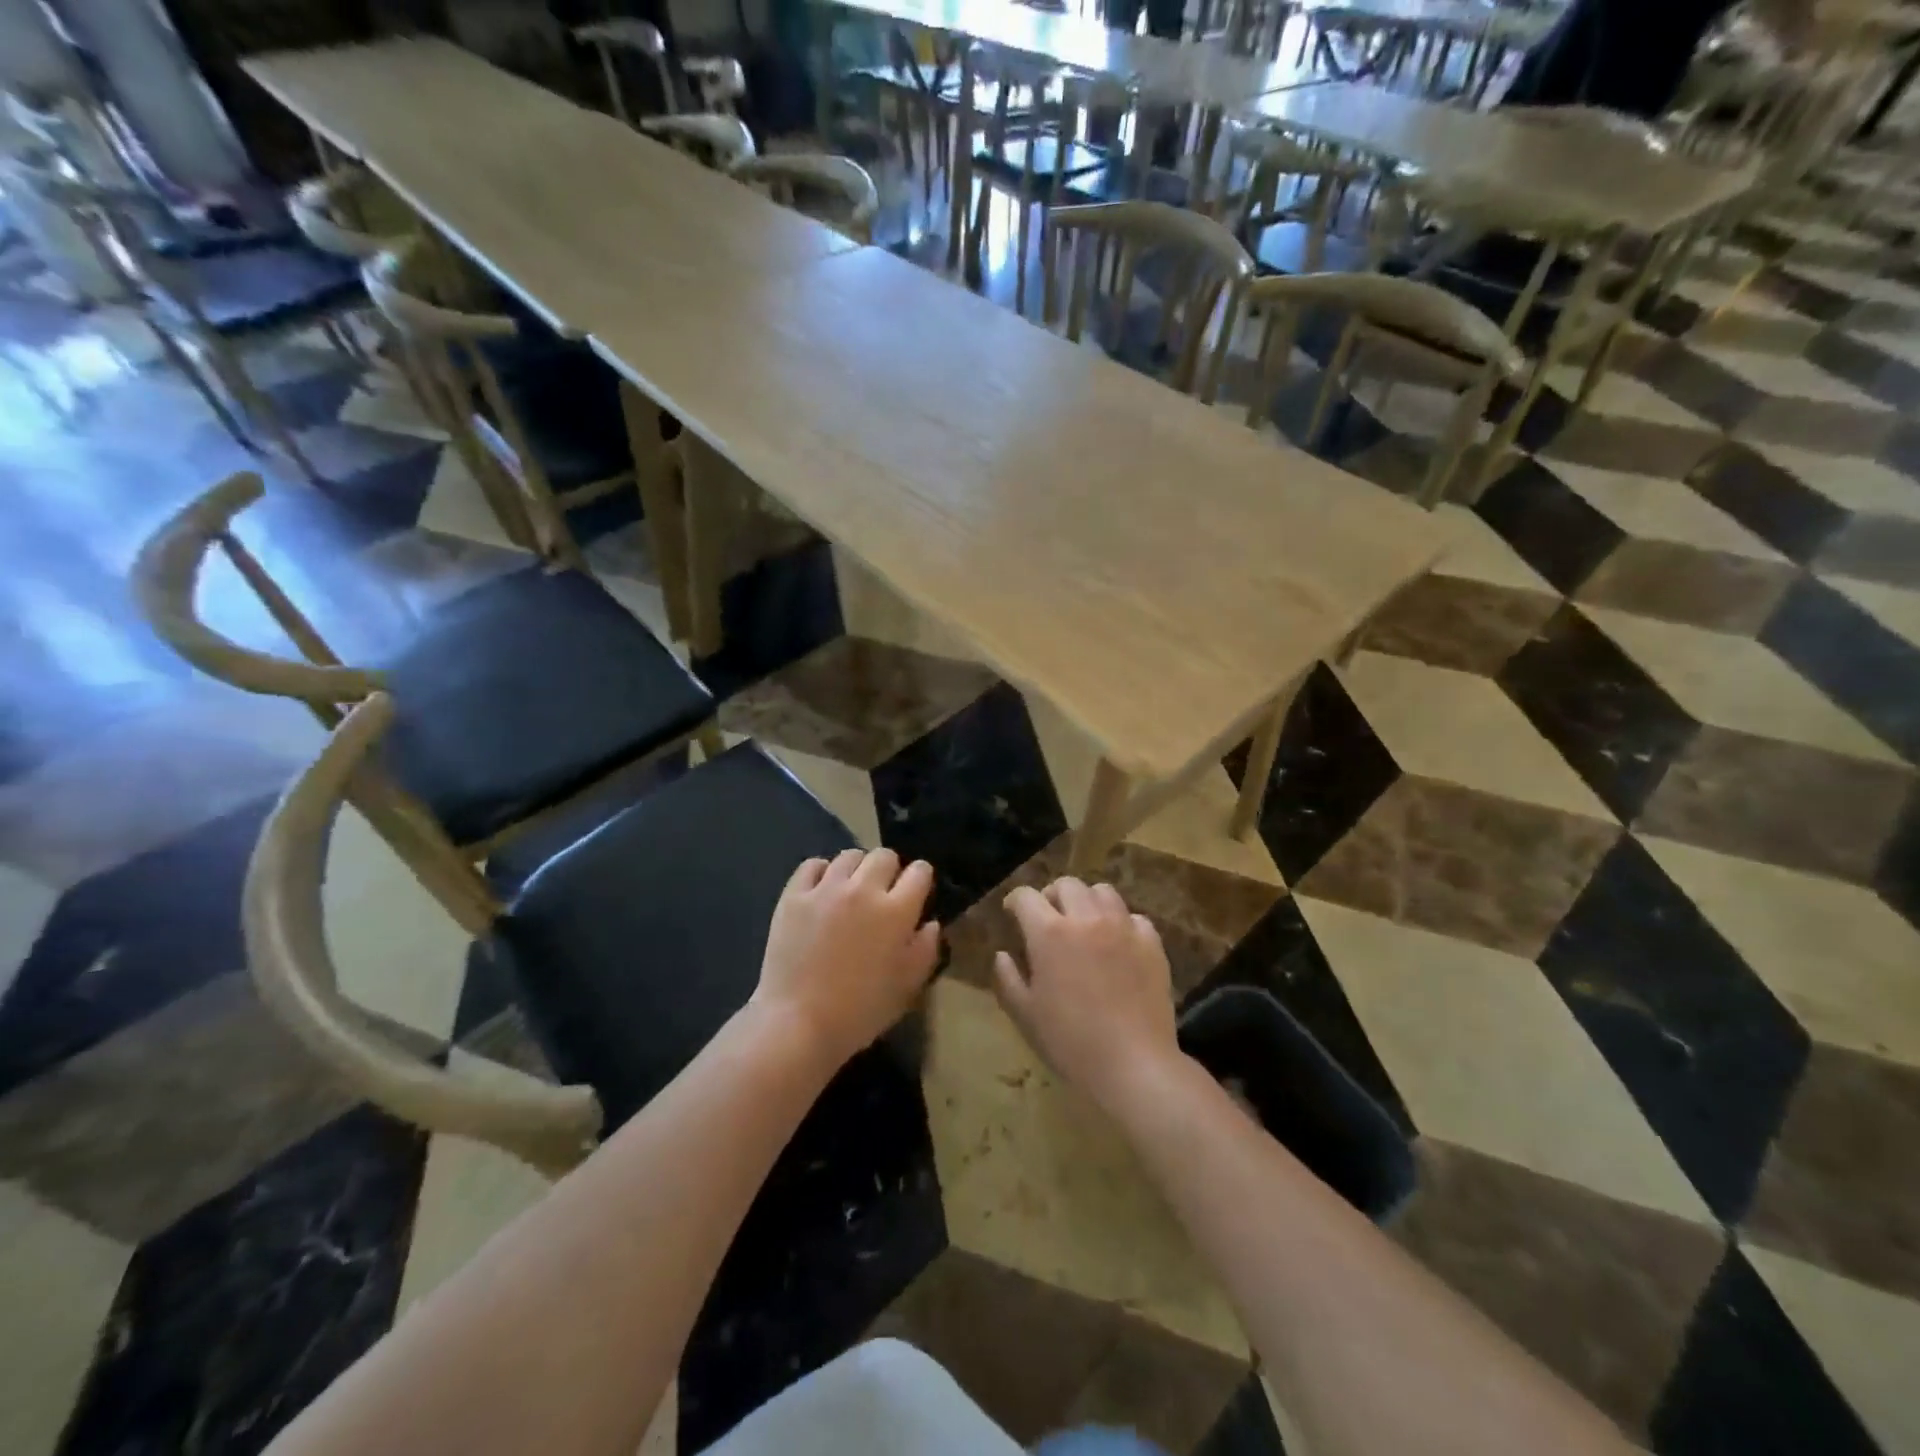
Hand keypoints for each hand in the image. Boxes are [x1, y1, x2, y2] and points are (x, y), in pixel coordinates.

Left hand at [753, 848, 940, 1070]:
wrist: (797, 1023)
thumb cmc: (860, 1011)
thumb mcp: (907, 987)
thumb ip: (925, 949)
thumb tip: (930, 923)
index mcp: (896, 911)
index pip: (919, 871)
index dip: (920, 880)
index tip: (915, 894)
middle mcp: (863, 890)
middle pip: (884, 856)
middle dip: (890, 870)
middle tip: (883, 894)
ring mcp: (825, 889)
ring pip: (849, 856)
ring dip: (856, 870)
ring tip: (851, 892)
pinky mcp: (794, 895)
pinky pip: (812, 865)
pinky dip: (821, 872)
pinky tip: (822, 891)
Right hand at [993, 877, 1180, 1111]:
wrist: (1133, 1064)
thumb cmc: (1071, 1042)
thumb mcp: (1025, 1014)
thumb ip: (1008, 979)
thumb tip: (1002, 954)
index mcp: (1049, 932)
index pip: (1026, 896)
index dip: (1015, 901)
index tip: (1012, 913)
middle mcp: (1086, 919)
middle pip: (1067, 885)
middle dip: (1052, 895)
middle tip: (1048, 918)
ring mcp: (1123, 927)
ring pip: (1103, 891)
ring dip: (1087, 901)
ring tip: (1084, 923)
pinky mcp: (1151, 943)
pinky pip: (1134, 917)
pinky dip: (1121, 922)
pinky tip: (1117, 943)